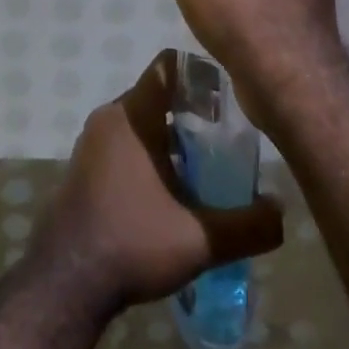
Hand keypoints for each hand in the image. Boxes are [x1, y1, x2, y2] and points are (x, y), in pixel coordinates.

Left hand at [35, 50, 283, 311]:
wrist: (66, 281)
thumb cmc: (132, 243)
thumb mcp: (200, 239)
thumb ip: (248, 225)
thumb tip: (282, 211)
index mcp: (132, 116)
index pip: (168, 67)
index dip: (202, 75)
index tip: (231, 99)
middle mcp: (109, 118)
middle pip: (159, 96)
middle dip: (195, 113)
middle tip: (230, 141)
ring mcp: (92, 142)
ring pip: (142, 122)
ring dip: (173, 139)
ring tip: (208, 169)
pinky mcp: (86, 165)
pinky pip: (126, 143)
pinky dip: (151, 154)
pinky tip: (174, 192)